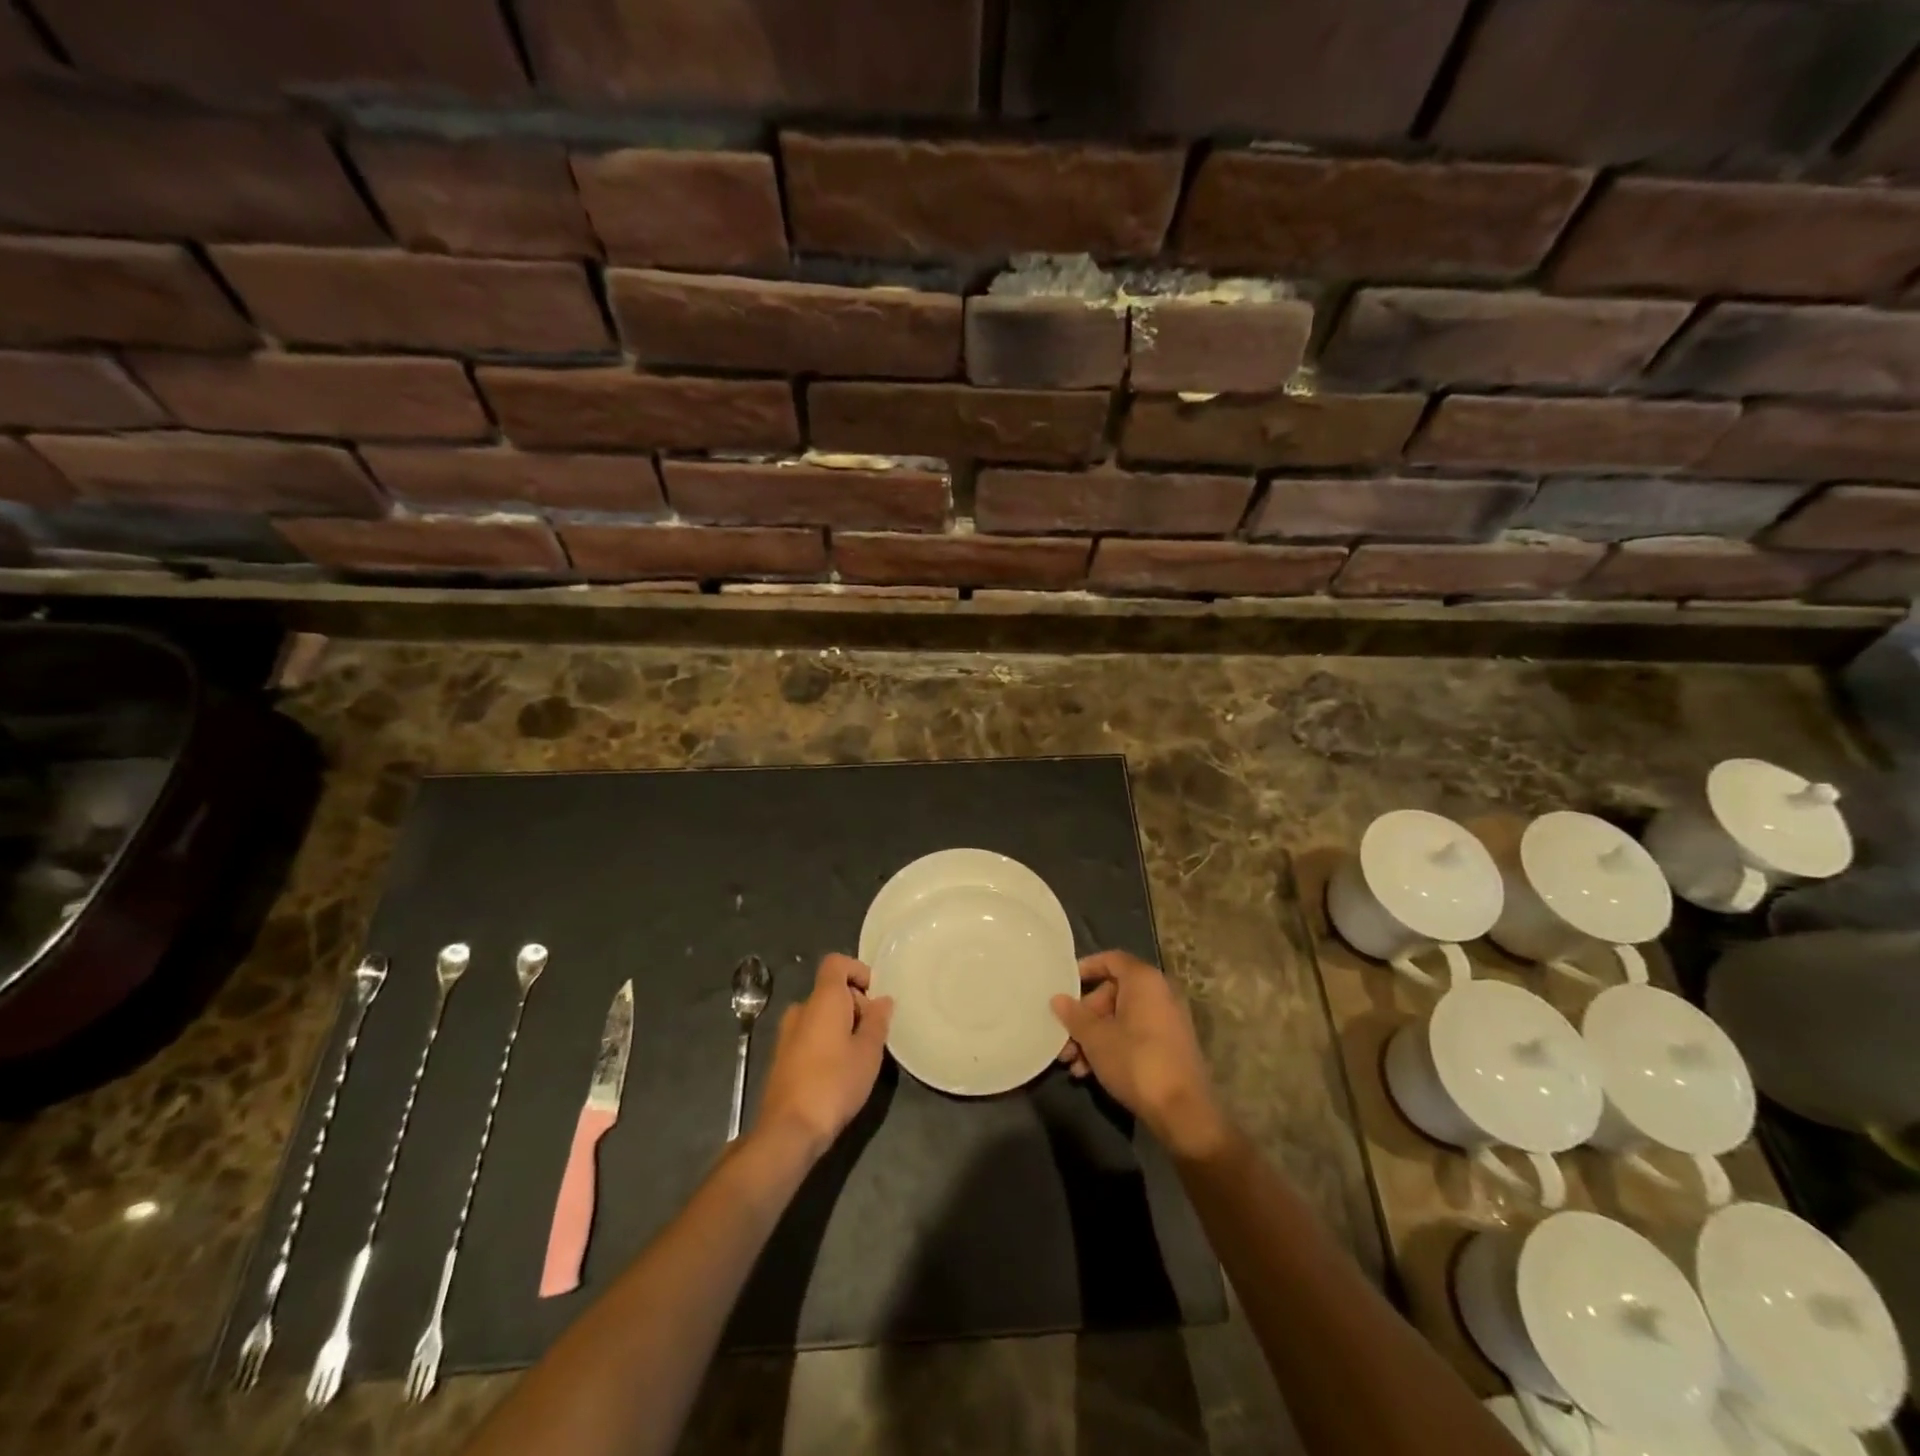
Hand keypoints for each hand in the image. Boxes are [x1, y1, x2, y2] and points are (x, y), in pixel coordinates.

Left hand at [754, 954, 892, 1156]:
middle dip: (855, 1004)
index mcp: (822, 1000)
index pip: (836, 963)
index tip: (874, 996)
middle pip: (830, 990)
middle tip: (873, 1034)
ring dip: (841, 1025)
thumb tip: (882, 1000)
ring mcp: (786, 1034)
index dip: (858, 971)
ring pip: (820, 1015)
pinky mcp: (781, 1058)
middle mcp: (801, 1009)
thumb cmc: (834, 1083)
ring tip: (859, 1055)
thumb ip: (877, 1021)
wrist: (789, 1130)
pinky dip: (826, 1041)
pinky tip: (838, 1071)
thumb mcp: (868, 1052)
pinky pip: (809, 1035)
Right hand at [1052, 951, 1226, 1158]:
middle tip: (1064, 1038)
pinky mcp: (1169, 1046)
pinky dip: (1112, 1047)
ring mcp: (1167, 1021)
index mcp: (1144, 981)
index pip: (1111, 959)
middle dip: (1084, 1017)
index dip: (1086, 968)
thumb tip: (1057, 999)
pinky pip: (1134, 1035)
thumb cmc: (1135, 1061)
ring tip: (1071, 1063)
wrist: (1182, 1111)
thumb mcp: (1096, 1038)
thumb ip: (1074, 1015)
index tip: (1064, 984)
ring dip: (1093, 1037)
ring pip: (1121, 1018)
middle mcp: (1159, 993)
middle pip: (1112, 993)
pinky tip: (1089, 1072)